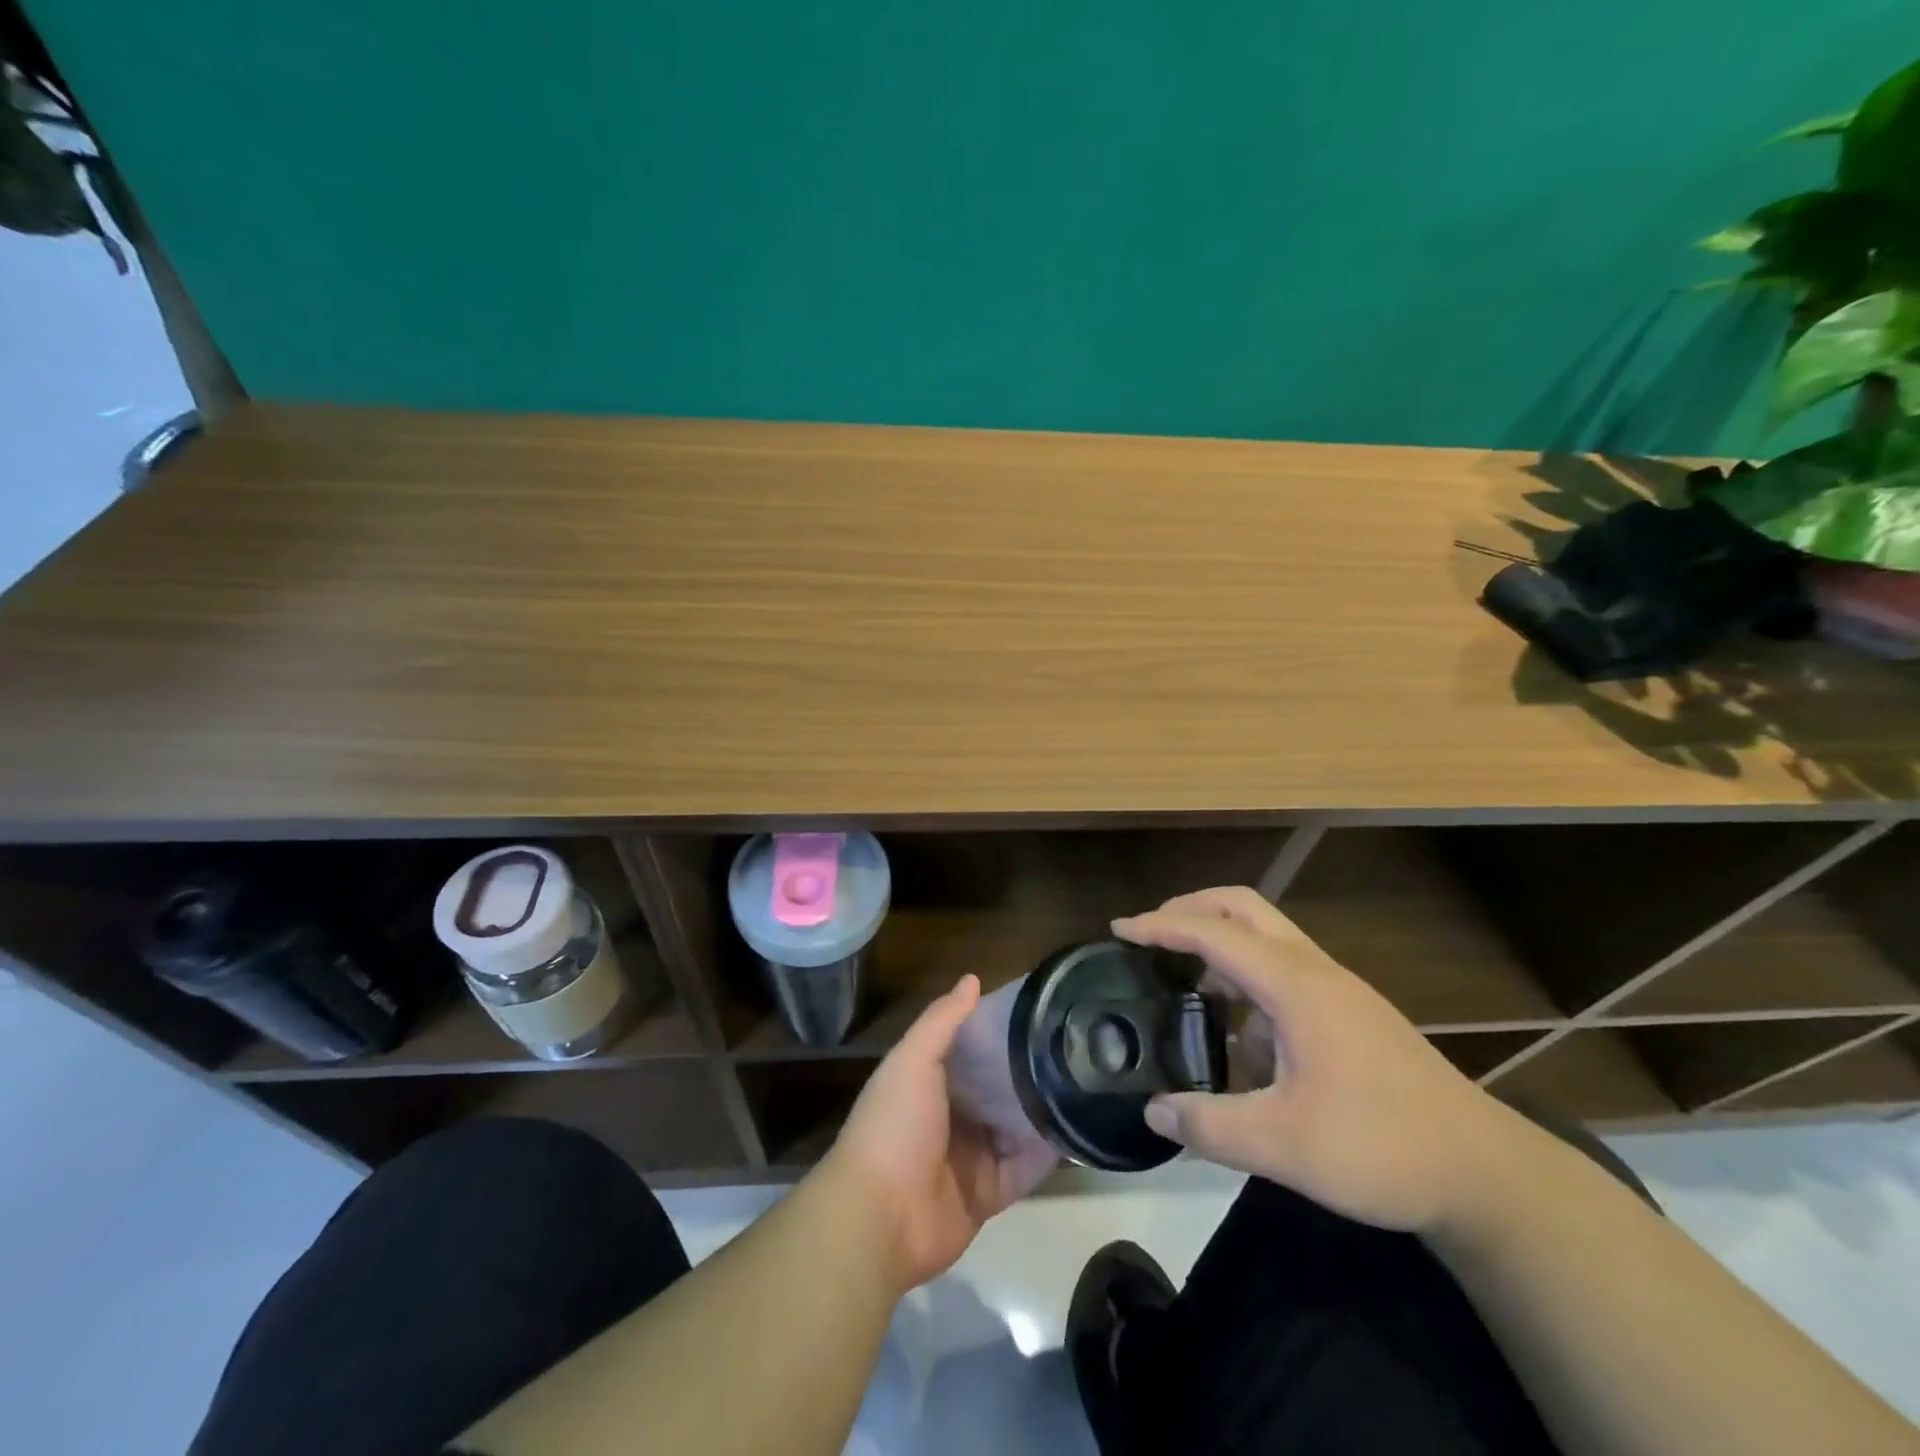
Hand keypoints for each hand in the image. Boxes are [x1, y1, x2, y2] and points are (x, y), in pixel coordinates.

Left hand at [824, 975, 1057, 1291]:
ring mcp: (970, 1157)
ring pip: (1014, 1128)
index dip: (998, 1030)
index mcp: (929, 1081)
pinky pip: (1023, 1171)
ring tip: (1085, 1083)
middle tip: (1072, 1046)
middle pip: (996, 1088)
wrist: (880, 1217)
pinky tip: (1076, 1131)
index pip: (970, 1048)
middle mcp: (951, 1115)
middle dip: (1026, 1071)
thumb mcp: (913, 1060)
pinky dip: (1045, 1156)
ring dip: (1040, 1111)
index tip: (1037, 1010)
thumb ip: (942, 1021)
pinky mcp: (987, 1194)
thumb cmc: (894, 1125)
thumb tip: (972, 979)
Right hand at [1114, 887, 1520, 1234]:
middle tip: (1150, 935)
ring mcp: (1337, 990)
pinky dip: (1247, 981)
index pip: (1213, 933)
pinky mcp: (1350, 1013)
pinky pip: (1285, 972)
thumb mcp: (1285, 1147)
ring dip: (1220, 945)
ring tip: (1184, 986)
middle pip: (1245, 908)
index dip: (1161, 926)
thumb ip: (1210, 1125)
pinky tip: (1239, 1037)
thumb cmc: (1382, 1149)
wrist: (1485, 1173)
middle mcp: (1315, 971)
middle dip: (1192, 910)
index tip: (1118, 930)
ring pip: (1267, 937)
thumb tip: (1153, 1110)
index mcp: (1296, 986)